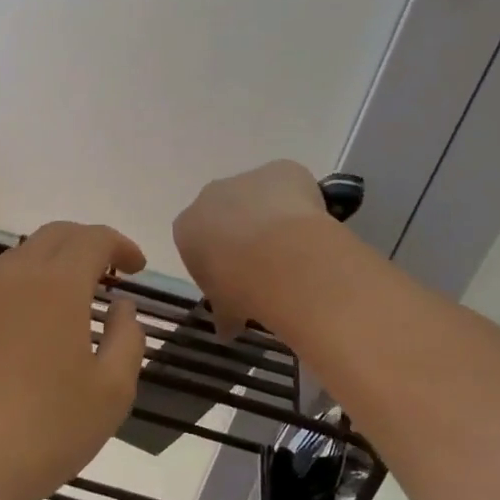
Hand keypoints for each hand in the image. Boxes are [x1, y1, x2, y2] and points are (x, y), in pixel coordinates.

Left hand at [0, 222, 146, 499]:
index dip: (120, 245)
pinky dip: (25, 291)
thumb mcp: (112, 391)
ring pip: (21, 258)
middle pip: (54, 235)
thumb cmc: (46, 428)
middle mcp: (15, 279)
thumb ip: (128, 339)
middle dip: (86, 243)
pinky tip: (32, 333)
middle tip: (109, 272)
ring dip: (53, 264)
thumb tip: (122, 308)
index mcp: (57, 285)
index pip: (93, 238)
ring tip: (73, 299)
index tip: (137, 267)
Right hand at [173, 160, 333, 336]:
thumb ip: (224, 313)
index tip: (238, 280)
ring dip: (272, 216)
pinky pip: (291, 185)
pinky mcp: (282, 168)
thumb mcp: (225, 308)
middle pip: (227, 212)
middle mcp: (210, 195)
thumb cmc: (240, 286)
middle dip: (243, 232)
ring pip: (260, 196)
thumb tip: (227, 330)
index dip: (219, 261)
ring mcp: (247, 177)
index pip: (198, 241)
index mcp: (187, 226)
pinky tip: (313, 230)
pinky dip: (301, 202)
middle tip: (267, 264)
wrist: (278, 256)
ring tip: (295, 249)